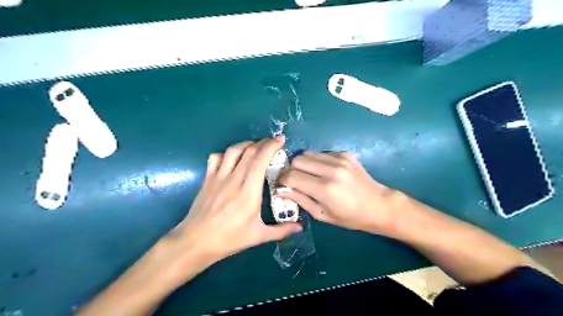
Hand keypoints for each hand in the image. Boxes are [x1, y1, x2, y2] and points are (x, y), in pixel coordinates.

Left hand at [166, 136, 301, 273]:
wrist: (195, 242)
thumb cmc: (229, 239)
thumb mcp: (258, 236)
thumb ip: (281, 230)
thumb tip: (300, 227)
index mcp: (248, 191)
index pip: (260, 160)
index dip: (271, 146)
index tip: (281, 140)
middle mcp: (234, 179)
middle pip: (249, 151)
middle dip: (263, 142)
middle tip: (273, 143)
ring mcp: (218, 177)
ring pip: (233, 150)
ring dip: (247, 144)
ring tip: (256, 147)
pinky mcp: (207, 179)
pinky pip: (216, 157)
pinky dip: (226, 153)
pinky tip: (232, 158)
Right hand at [277, 150, 399, 234]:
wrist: (378, 205)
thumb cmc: (349, 217)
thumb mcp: (322, 214)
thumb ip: (300, 200)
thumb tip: (280, 189)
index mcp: (324, 189)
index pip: (291, 176)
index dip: (282, 179)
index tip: (281, 184)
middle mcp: (331, 170)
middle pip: (297, 160)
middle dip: (291, 169)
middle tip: (295, 180)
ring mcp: (339, 159)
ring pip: (308, 153)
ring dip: (304, 164)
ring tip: (310, 175)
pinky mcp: (345, 154)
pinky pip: (322, 153)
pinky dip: (317, 161)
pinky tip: (325, 171)